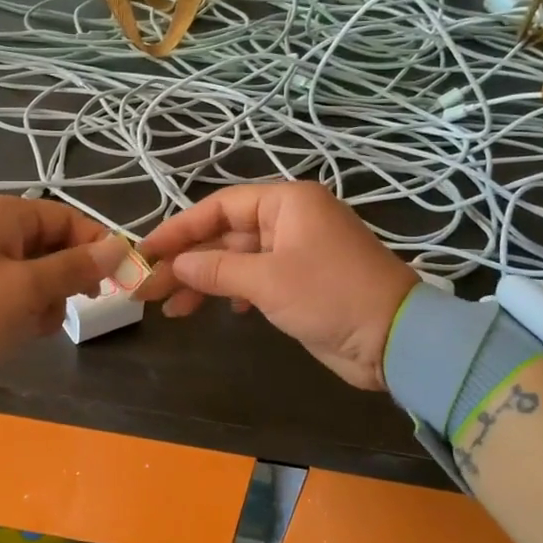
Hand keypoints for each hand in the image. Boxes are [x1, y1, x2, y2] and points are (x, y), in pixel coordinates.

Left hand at [0, 196, 125, 396]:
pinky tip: (17, 333)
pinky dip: (23, 313)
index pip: (67, 218)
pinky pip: (15, 294)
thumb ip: (76, 267)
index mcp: (3, 214)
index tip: (119, 279)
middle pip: (53, 247)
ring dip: (45, 302)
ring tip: (32, 325)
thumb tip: (120, 246)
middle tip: (75, 305)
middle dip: (66, 280)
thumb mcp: (28, 289)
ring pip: (37, 275)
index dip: (96, 246)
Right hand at [138, 182, 416, 389]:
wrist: (396, 339)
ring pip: (237, 260)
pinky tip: (214, 310)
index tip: (146, 252)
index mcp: (287, 203)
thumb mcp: (268, 280)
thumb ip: (216, 270)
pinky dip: (232, 293)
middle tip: (149, 288)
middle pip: (225, 234)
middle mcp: (290, 220)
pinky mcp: (301, 282)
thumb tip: (175, 265)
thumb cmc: (331, 296)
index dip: (179, 229)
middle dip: (188, 262)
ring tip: (171, 308)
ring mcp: (296, 252)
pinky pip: (255, 279)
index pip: (219, 207)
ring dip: (205, 281)